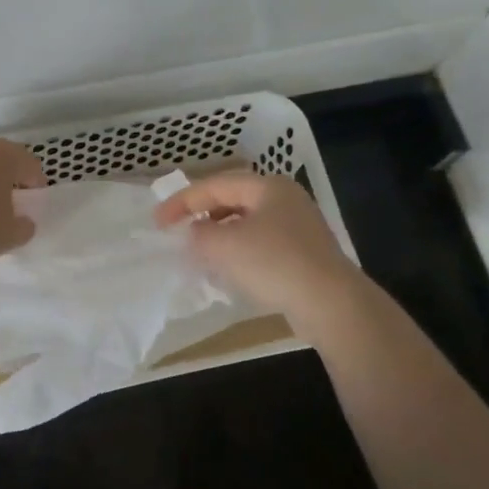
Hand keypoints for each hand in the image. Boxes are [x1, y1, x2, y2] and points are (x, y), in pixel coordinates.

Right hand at [154, 172, 359, 321]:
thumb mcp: (225, 245)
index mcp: (268, 186)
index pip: (216, 185)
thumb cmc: (274, 263)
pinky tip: (230, 271)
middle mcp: (286, 200)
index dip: (183, 201)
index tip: (158, 222)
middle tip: (179, 232)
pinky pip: (262, 246)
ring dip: (220, 236)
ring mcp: (299, 228)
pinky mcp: (305, 255)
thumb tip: (196, 233)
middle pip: (233, 201)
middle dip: (203, 215)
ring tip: (200, 253)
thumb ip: (200, 234)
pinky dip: (239, 253)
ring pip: (248, 224)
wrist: (330, 303)